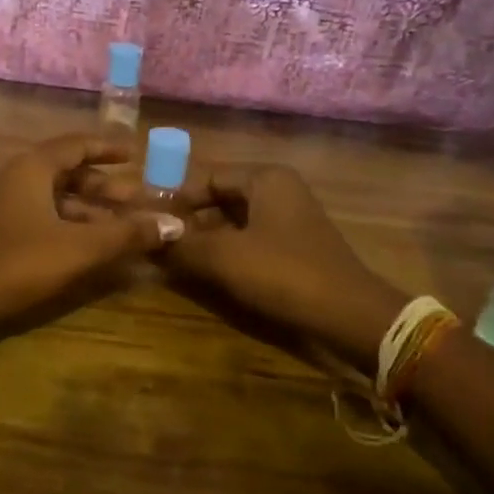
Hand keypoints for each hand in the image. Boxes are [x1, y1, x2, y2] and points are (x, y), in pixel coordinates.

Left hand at [0, 135, 181, 339]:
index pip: (76, 145)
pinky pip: (43, 220)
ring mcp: (3, 209)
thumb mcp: (78, 248)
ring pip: (55, 200)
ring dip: (89, 211)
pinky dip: (70, 228)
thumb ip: (126, 235)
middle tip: (138, 200)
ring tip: (123, 228)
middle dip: (105, 187)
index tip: (135, 153)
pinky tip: (90, 249)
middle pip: (67, 174)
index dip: (107, 148)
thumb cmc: (15, 264)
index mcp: (31, 169)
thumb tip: (176, 224)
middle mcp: (15, 180)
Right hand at [165, 164, 405, 376]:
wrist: (348, 316)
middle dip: (188, 222)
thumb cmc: (283, 273)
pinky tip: (204, 274)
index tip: (147, 222)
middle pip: (220, 199)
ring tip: (173, 261)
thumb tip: (145, 237)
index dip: (175, 199)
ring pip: (233, 223)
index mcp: (265, 178)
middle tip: (156, 243)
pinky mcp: (295, 249)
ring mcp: (290, 220)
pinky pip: (250, 242)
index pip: (207, 177)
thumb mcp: (224, 258)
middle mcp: (279, 191)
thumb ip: (181, 245)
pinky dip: (226, 254)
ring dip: (205, 241)